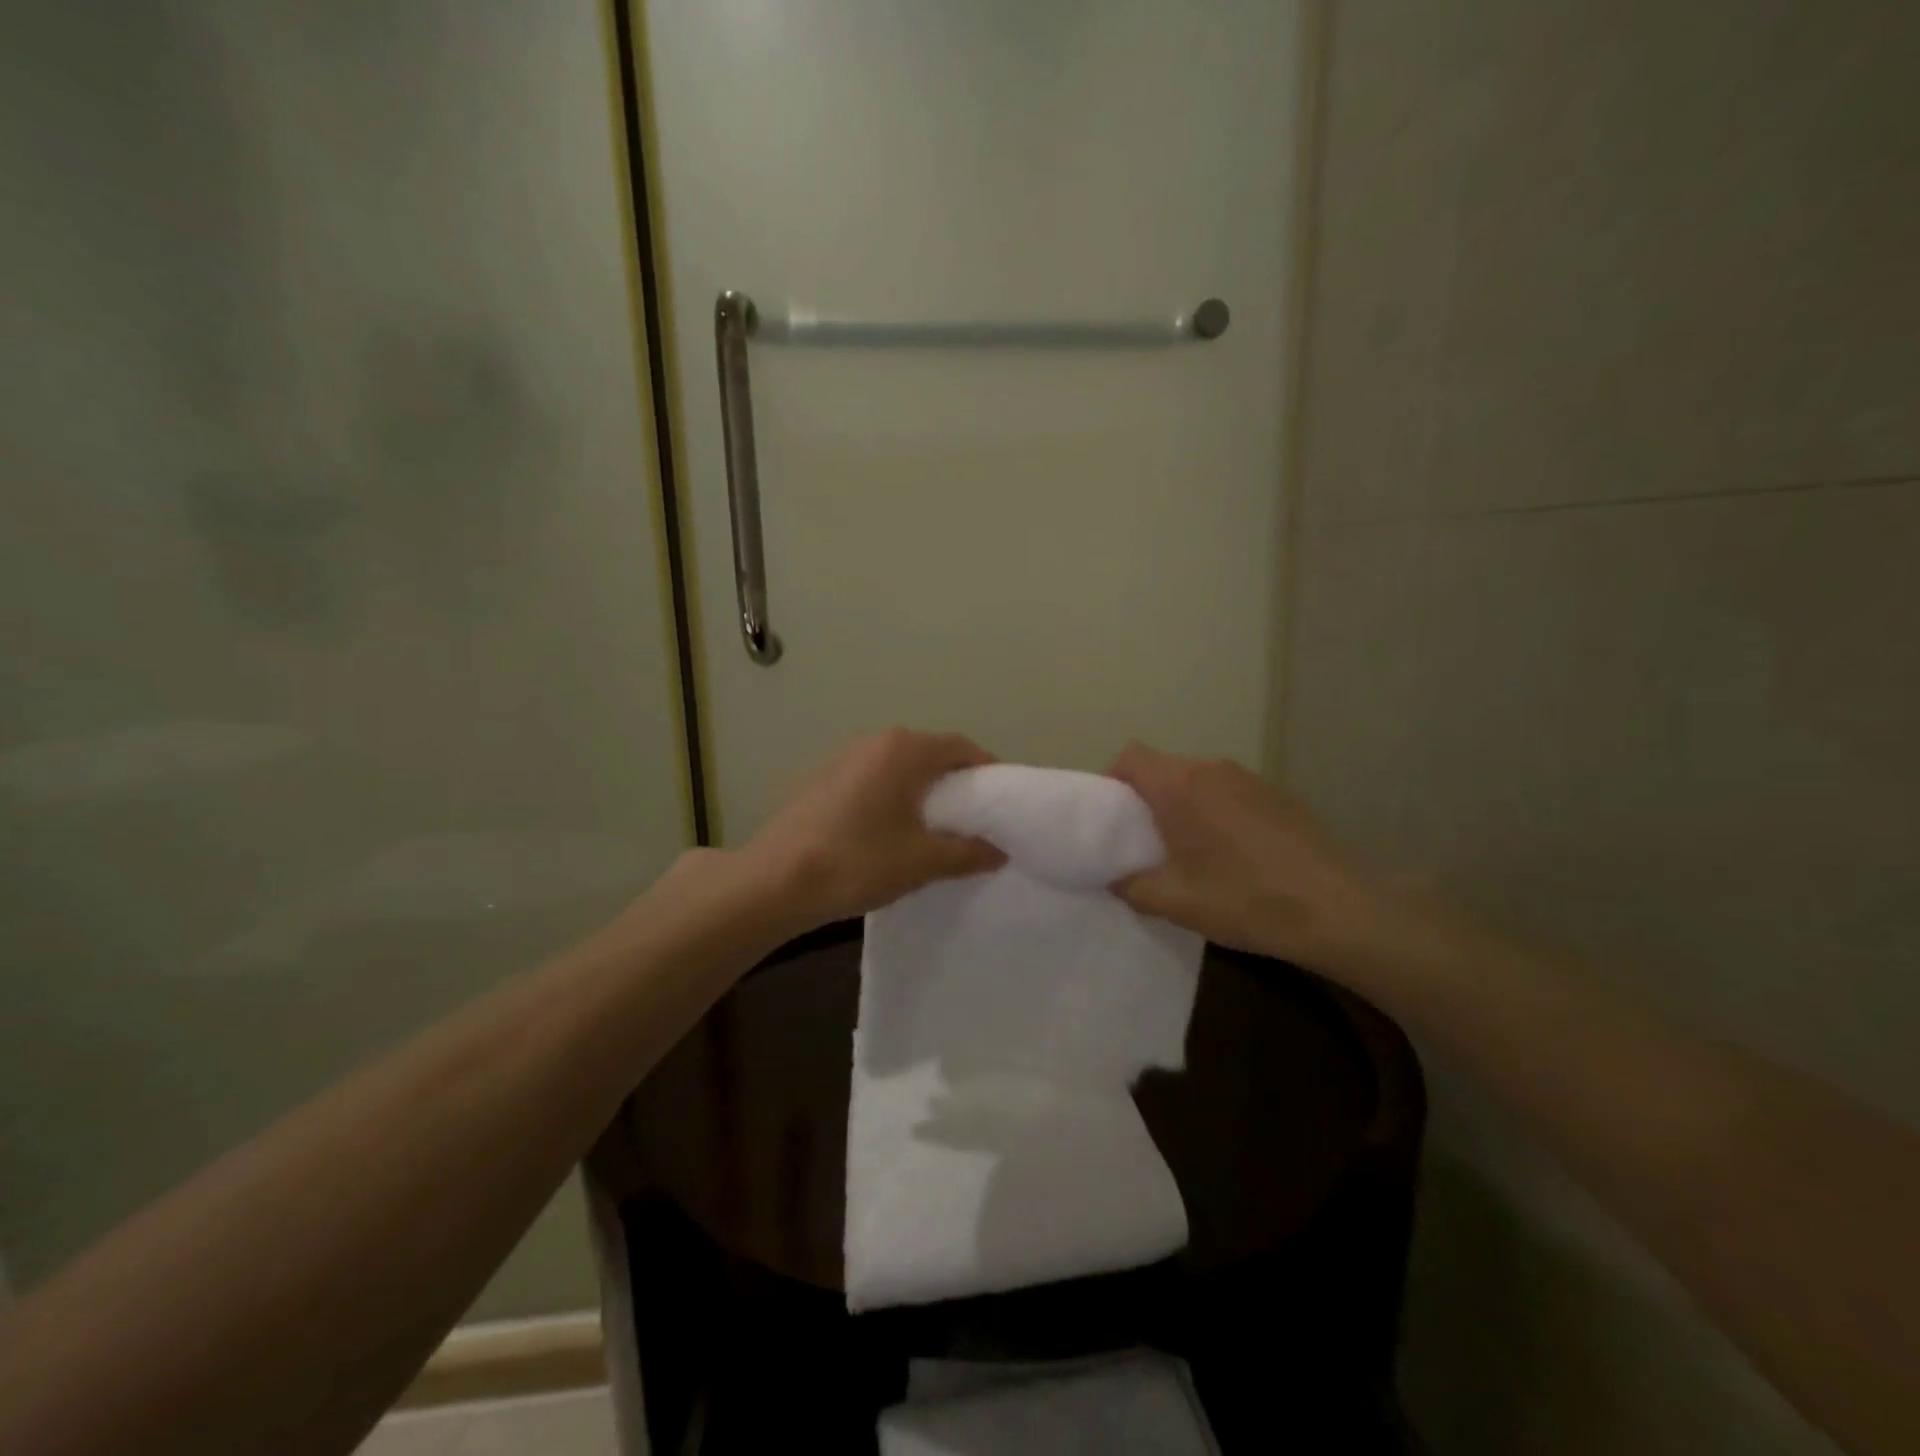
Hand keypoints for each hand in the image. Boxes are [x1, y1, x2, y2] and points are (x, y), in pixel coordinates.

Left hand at [741, 729, 1005, 930]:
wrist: (774, 881)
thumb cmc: (857, 861)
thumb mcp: (922, 861)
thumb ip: (968, 852)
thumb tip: (998, 851)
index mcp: (903, 749)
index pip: (961, 747)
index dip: (987, 771)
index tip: (1003, 802)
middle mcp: (874, 741)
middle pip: (930, 753)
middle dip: (956, 782)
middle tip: (975, 818)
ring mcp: (843, 758)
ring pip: (900, 767)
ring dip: (923, 790)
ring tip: (936, 828)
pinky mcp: (823, 779)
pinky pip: (874, 779)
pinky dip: (894, 796)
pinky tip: (892, 831)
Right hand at [1107, 743, 1406, 970]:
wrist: (1341, 909)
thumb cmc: (1247, 899)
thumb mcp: (1177, 903)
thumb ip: (1132, 887)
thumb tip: (1113, 878)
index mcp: (1181, 785)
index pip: (1130, 757)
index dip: (1111, 780)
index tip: (1110, 818)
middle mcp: (1212, 769)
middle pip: (1162, 767)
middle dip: (1144, 797)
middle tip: (1142, 841)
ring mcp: (1249, 778)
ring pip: (1196, 779)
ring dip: (1181, 805)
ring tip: (1186, 850)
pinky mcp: (1276, 794)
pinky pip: (1227, 791)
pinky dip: (1213, 811)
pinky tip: (1230, 854)